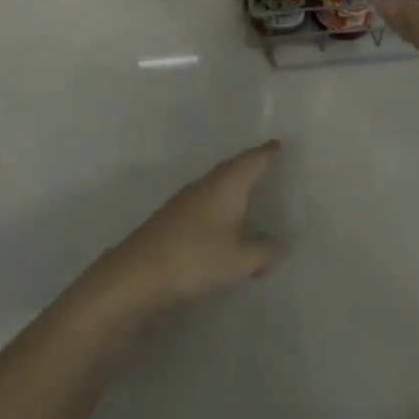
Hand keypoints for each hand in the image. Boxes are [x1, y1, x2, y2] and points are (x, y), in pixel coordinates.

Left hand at [90, 142, 280, 319]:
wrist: (138, 274)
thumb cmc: (196, 259)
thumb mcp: (240, 260)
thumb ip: (263, 250)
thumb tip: (279, 243)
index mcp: (225, 185)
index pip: (251, 161)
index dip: (266, 153)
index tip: (278, 143)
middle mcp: (205, 185)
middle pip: (232, 168)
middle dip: (249, 165)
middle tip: (267, 162)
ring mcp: (185, 201)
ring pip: (217, 185)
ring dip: (233, 186)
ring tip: (250, 191)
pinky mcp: (173, 219)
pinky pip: (206, 202)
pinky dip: (221, 205)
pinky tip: (224, 221)